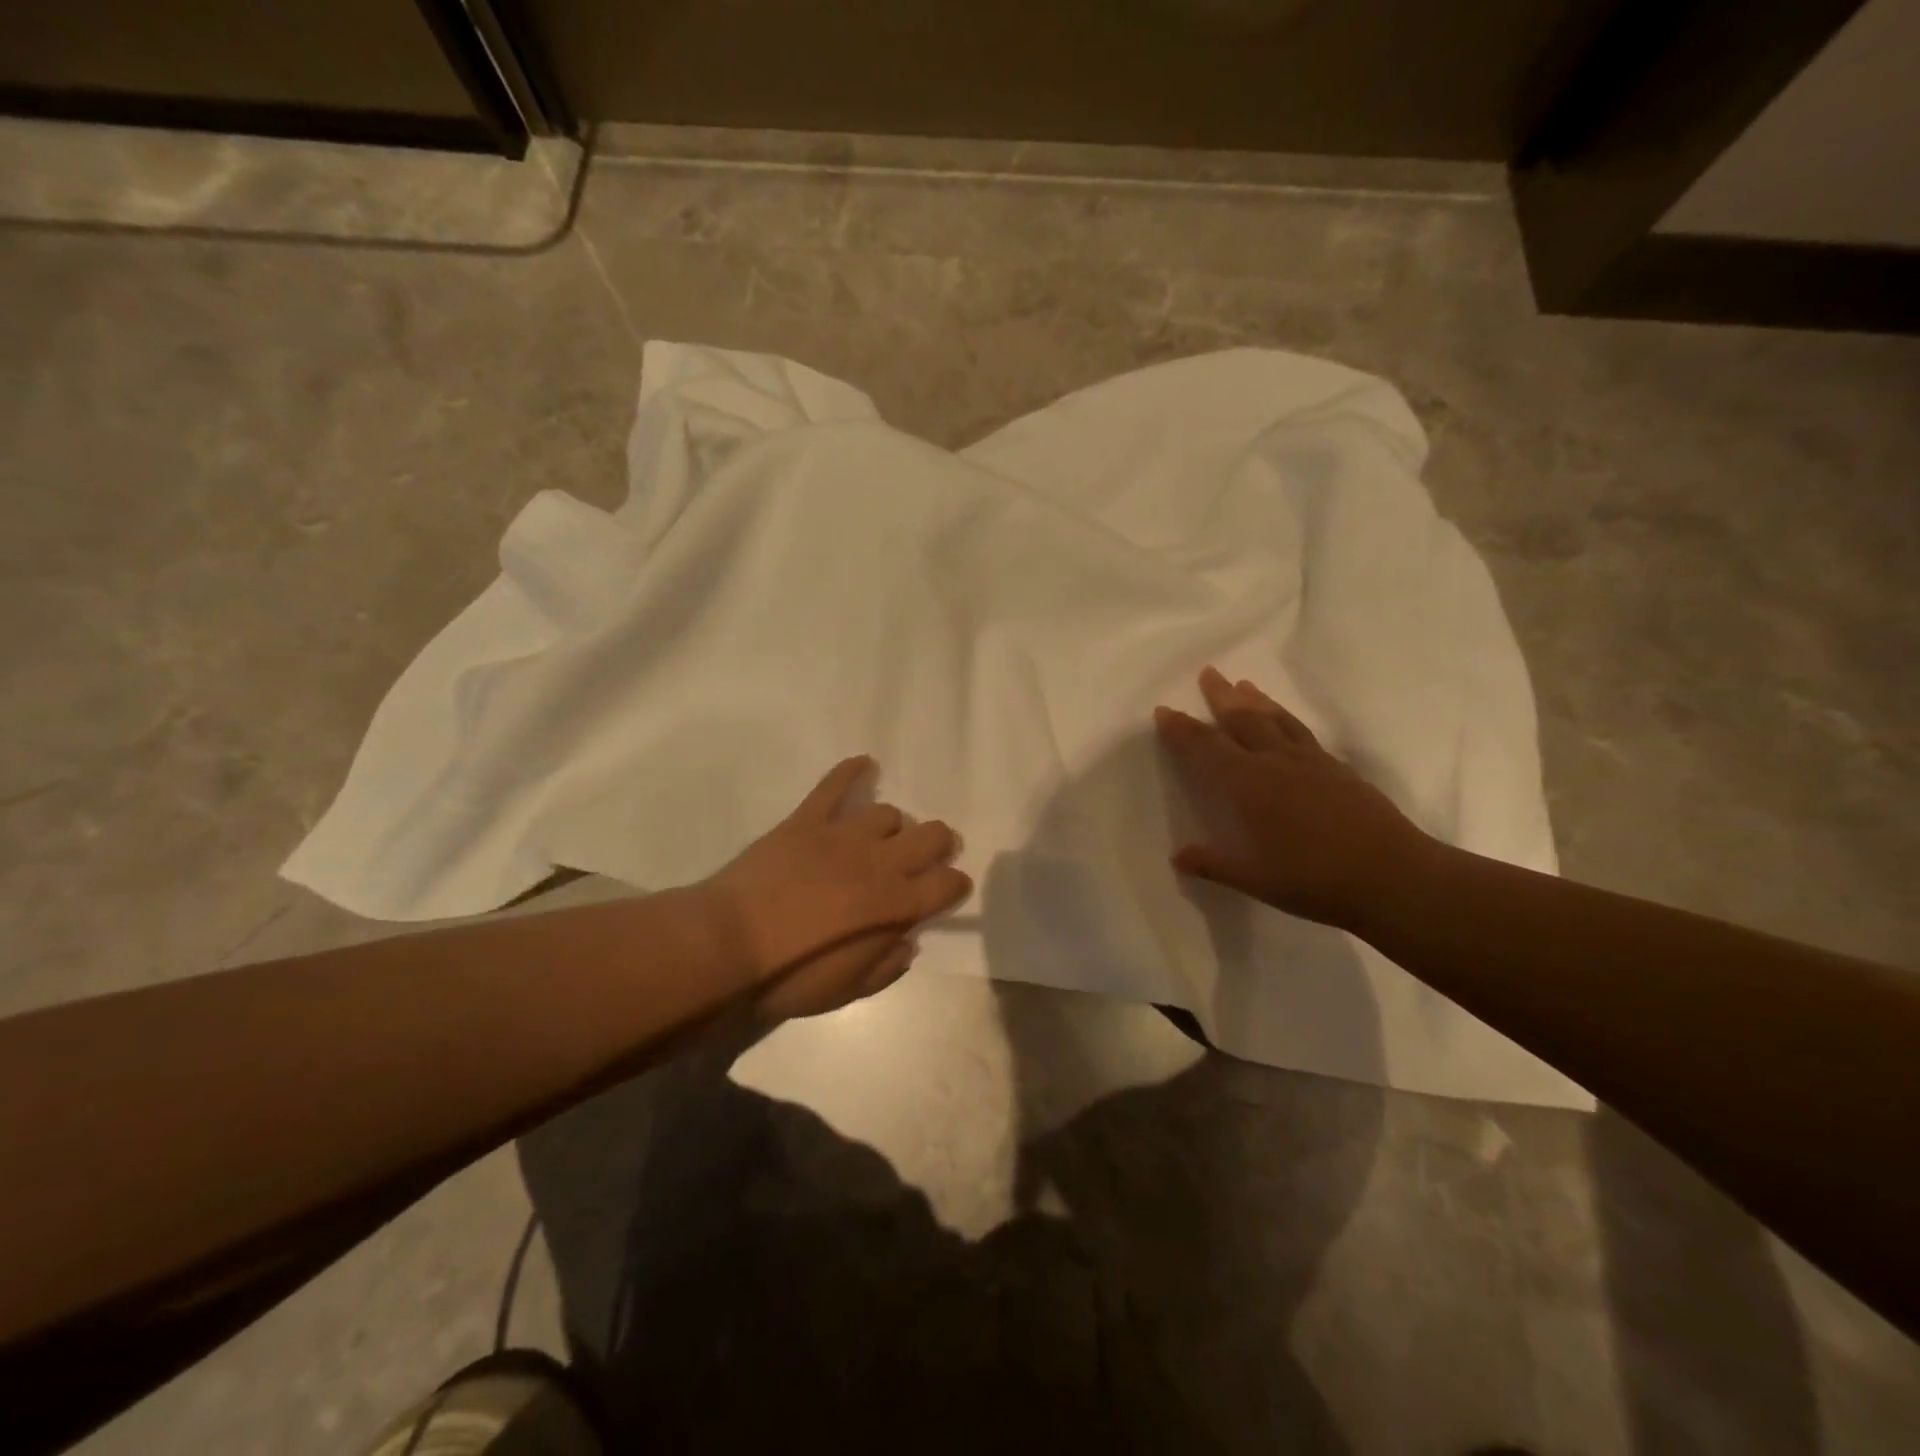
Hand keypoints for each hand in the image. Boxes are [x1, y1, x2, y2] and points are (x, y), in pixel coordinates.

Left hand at [706, 756, 971, 1020]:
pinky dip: (851, 771)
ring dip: (892, 826)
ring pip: (888, 813)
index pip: (947, 884)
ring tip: (881, 837)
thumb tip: (907, 942)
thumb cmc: (790, 978)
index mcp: (895, 906)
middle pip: (931, 836)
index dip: (956, 884)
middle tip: (928, 856)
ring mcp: (843, 836)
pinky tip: (863, 764)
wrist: (728, 945)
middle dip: (939, 844)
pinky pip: (834, 785)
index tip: (951, 888)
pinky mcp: (807, 820)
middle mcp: (880, 862)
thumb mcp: (847, 991)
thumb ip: (886, 967)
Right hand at [1155, 667, 1434, 930]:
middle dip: (1221, 696)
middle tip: (1209, 672)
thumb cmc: (1311, 878)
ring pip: (1276, 719)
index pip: (1205, 748)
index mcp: (1247, 783)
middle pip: (1242, 719)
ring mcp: (1310, 762)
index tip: (1165, 710)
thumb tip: (1178, 857)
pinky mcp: (1338, 769)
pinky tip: (1286, 723)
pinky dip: (1286, 718)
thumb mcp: (1252, 877)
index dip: (1182, 729)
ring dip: (1256, 700)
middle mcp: (1275, 762)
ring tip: (1244, 684)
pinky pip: (1302, 732)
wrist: (1391, 876)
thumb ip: (1212, 863)